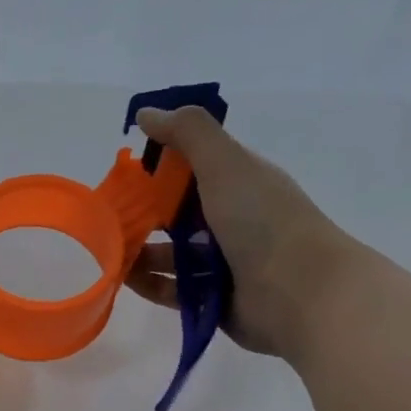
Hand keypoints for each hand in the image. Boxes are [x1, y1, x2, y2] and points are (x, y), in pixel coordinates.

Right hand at [123, 107, 359, 357]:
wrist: (302, 295)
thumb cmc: (263, 221)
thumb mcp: (226, 164)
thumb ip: (188, 133)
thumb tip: (146, 113)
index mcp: (240, 183)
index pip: (193, 168)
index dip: (159, 167)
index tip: (126, 173)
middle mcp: (233, 220)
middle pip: (177, 213)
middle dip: (142, 213)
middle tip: (107, 217)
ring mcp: (224, 262)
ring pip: (171, 253)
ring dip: (140, 251)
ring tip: (108, 252)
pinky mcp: (214, 298)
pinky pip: (172, 288)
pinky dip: (148, 282)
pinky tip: (123, 278)